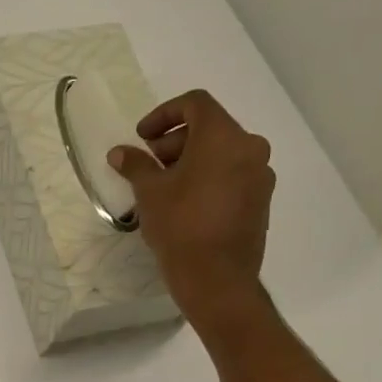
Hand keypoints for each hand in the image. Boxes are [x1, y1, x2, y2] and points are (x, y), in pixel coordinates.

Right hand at [108, 90, 274, 327]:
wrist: (216, 277)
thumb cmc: (180, 225)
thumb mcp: (149, 191)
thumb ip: (135, 165)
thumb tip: (120, 153)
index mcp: (223, 137)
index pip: (195, 103)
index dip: (164, 114)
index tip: (143, 138)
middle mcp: (250, 148)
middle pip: (210, 127)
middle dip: (175, 140)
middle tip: (150, 163)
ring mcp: (260, 175)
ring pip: (222, 152)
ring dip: (191, 159)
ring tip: (164, 185)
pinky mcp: (261, 200)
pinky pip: (232, 175)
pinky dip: (208, 177)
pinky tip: (186, 202)